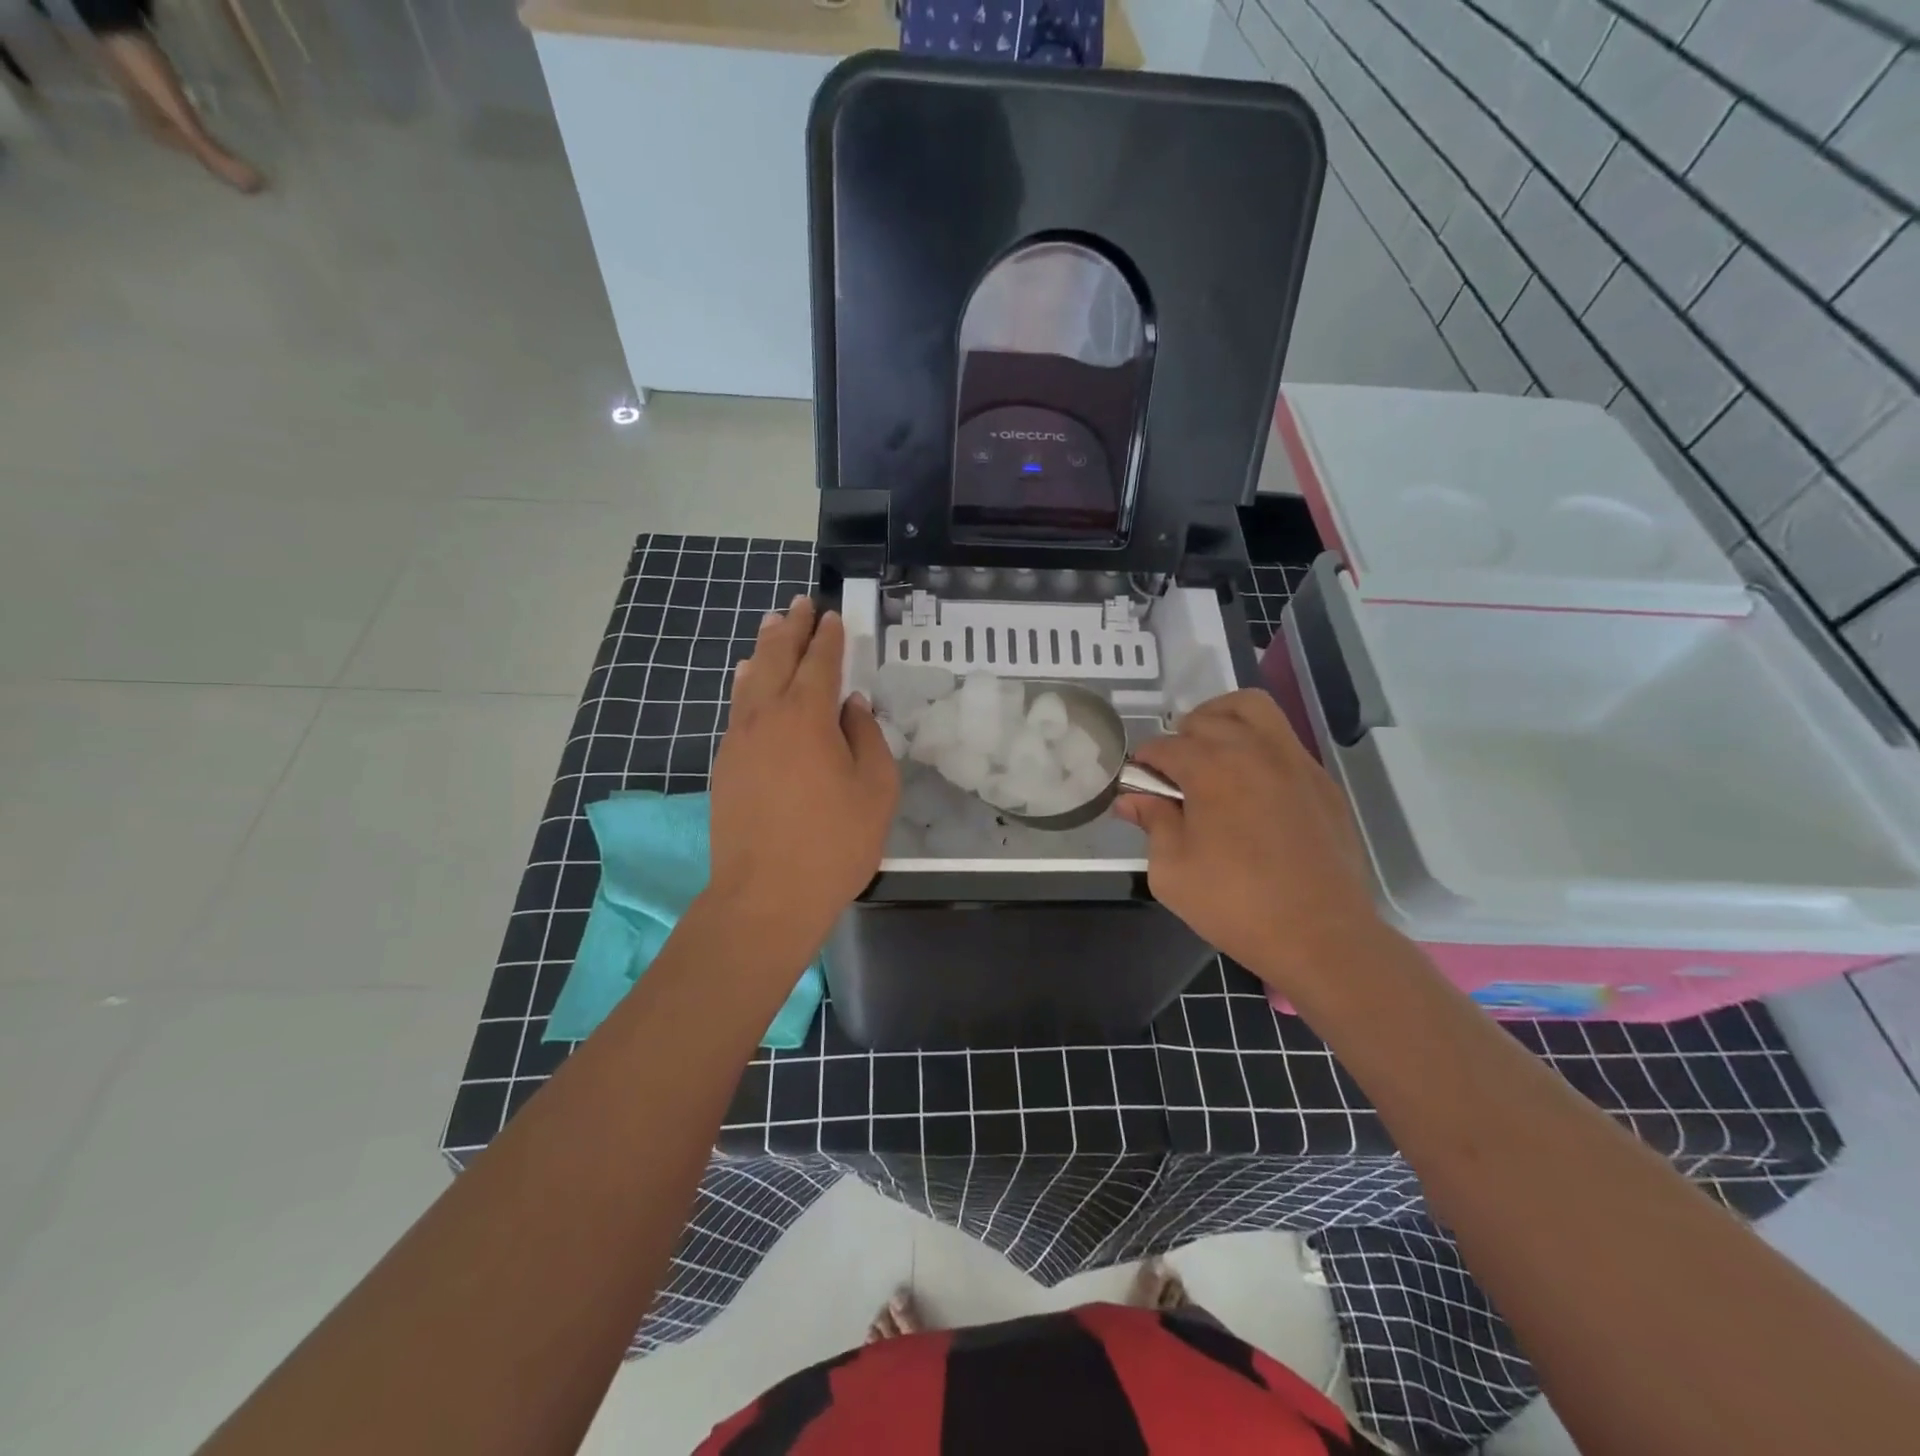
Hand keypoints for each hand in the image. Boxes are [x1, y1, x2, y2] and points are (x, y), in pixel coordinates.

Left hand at [705, 597, 898, 964]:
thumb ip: (866, 738)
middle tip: (800, 604)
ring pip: (749, 680)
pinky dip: (745, 684)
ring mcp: (739, 740)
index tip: (833, 616)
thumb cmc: (833, 843)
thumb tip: (852, 706)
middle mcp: (767, 717)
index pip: (820, 663)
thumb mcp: (875, 790)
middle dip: (791, 628)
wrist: (765, 896)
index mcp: (808, 716)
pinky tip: (746, 679)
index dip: (828, 638)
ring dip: (763, 650)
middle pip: (777, 659)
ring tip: (771, 626)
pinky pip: (736, 708)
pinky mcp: (725, 765)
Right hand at [1113, 689, 1384, 993]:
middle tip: (1172, 775)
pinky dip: (1258, 744)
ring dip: (1222, 719)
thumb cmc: (1235, 905)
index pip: (1163, 746)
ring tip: (1212, 752)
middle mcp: (1252, 750)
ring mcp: (1294, 760)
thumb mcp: (1171, 871)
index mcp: (1210, 768)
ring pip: (1252, 708)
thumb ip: (1151, 823)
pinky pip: (1283, 739)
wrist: (1321, 935)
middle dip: (1179, 739)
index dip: (1143, 763)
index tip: (1138, 784)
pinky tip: (1252, 784)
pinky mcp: (1321, 781)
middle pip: (1204, 718)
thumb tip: (1130, 799)